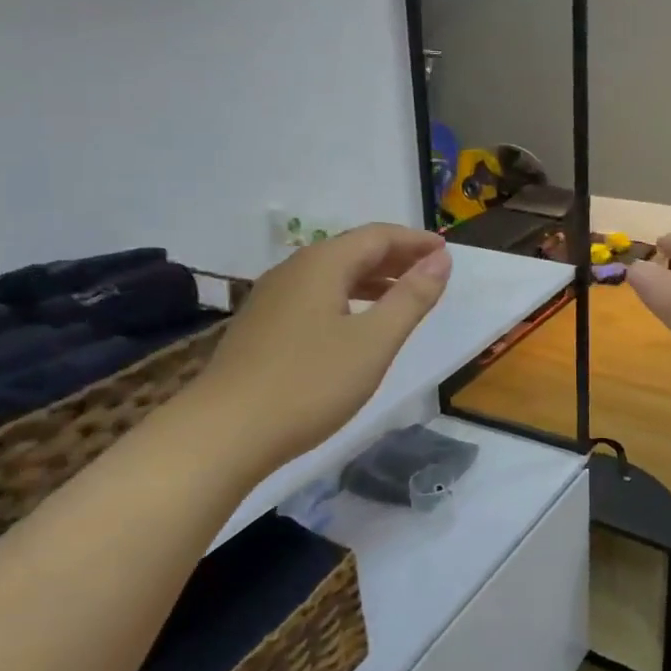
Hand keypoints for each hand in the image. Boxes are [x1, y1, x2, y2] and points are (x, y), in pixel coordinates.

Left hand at [189, 224, 450, 481]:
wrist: (224, 433)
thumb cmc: (309, 383)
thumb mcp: (374, 342)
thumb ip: (411, 298)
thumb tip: (441, 259)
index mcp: (322, 265)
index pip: (377, 236)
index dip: (414, 241)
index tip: (446, 251)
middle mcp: (294, 271)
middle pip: (352, 251)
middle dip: (395, 258)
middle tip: (432, 272)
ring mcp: (272, 299)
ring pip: (332, 275)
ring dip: (372, 279)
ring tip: (403, 297)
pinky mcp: (262, 327)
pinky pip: (316, 297)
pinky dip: (348, 299)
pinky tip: (356, 325)